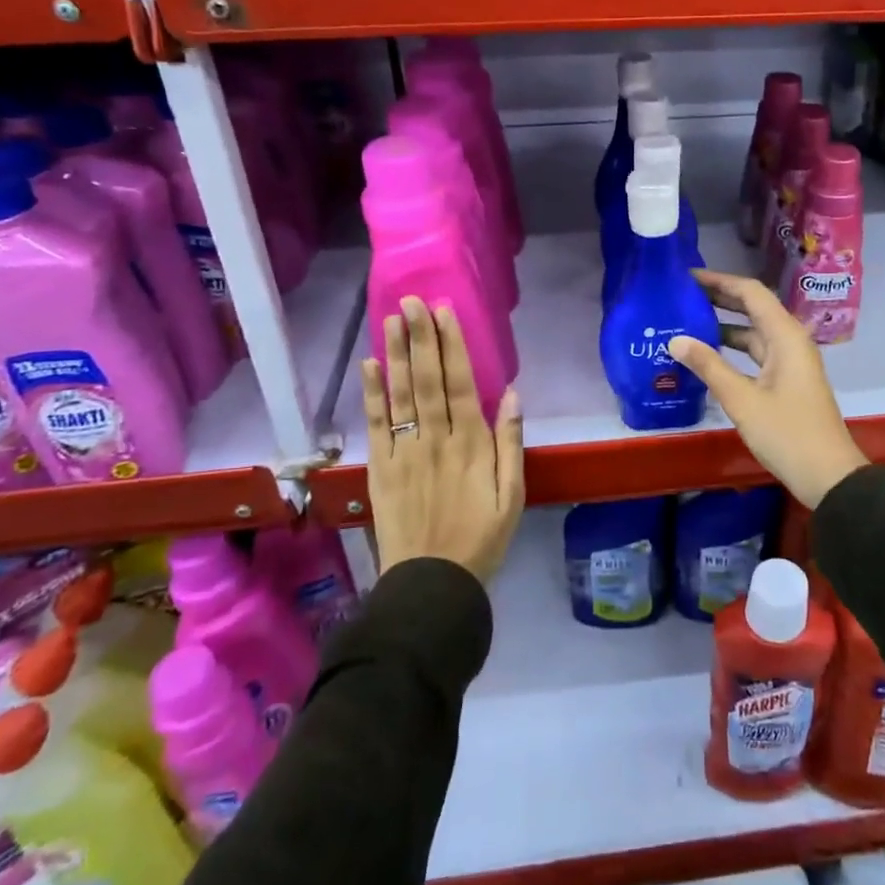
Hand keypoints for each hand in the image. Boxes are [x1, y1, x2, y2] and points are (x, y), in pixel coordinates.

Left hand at [362, 297, 524, 582]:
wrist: (432, 584)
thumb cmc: (482, 537)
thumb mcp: (513, 494)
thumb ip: (510, 443)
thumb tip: (511, 393)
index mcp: (471, 444)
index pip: (459, 383)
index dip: (450, 345)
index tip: (443, 312)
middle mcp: (435, 440)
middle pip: (426, 380)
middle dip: (420, 338)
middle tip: (411, 301)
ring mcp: (404, 453)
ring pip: (401, 395)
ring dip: (397, 354)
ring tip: (392, 320)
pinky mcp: (380, 469)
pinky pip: (376, 426)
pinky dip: (372, 395)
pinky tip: (371, 366)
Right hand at [668, 269, 866, 508]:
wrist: (828, 476)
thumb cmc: (787, 433)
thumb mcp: (742, 399)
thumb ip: (708, 366)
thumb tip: (675, 339)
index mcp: (785, 335)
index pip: (751, 292)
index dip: (720, 281)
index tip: (688, 277)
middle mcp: (790, 340)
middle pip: (753, 308)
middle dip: (720, 299)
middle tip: (682, 295)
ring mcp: (790, 361)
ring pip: (754, 332)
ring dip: (725, 325)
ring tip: (687, 321)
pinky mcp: (787, 380)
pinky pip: (757, 353)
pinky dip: (733, 349)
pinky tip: (708, 355)